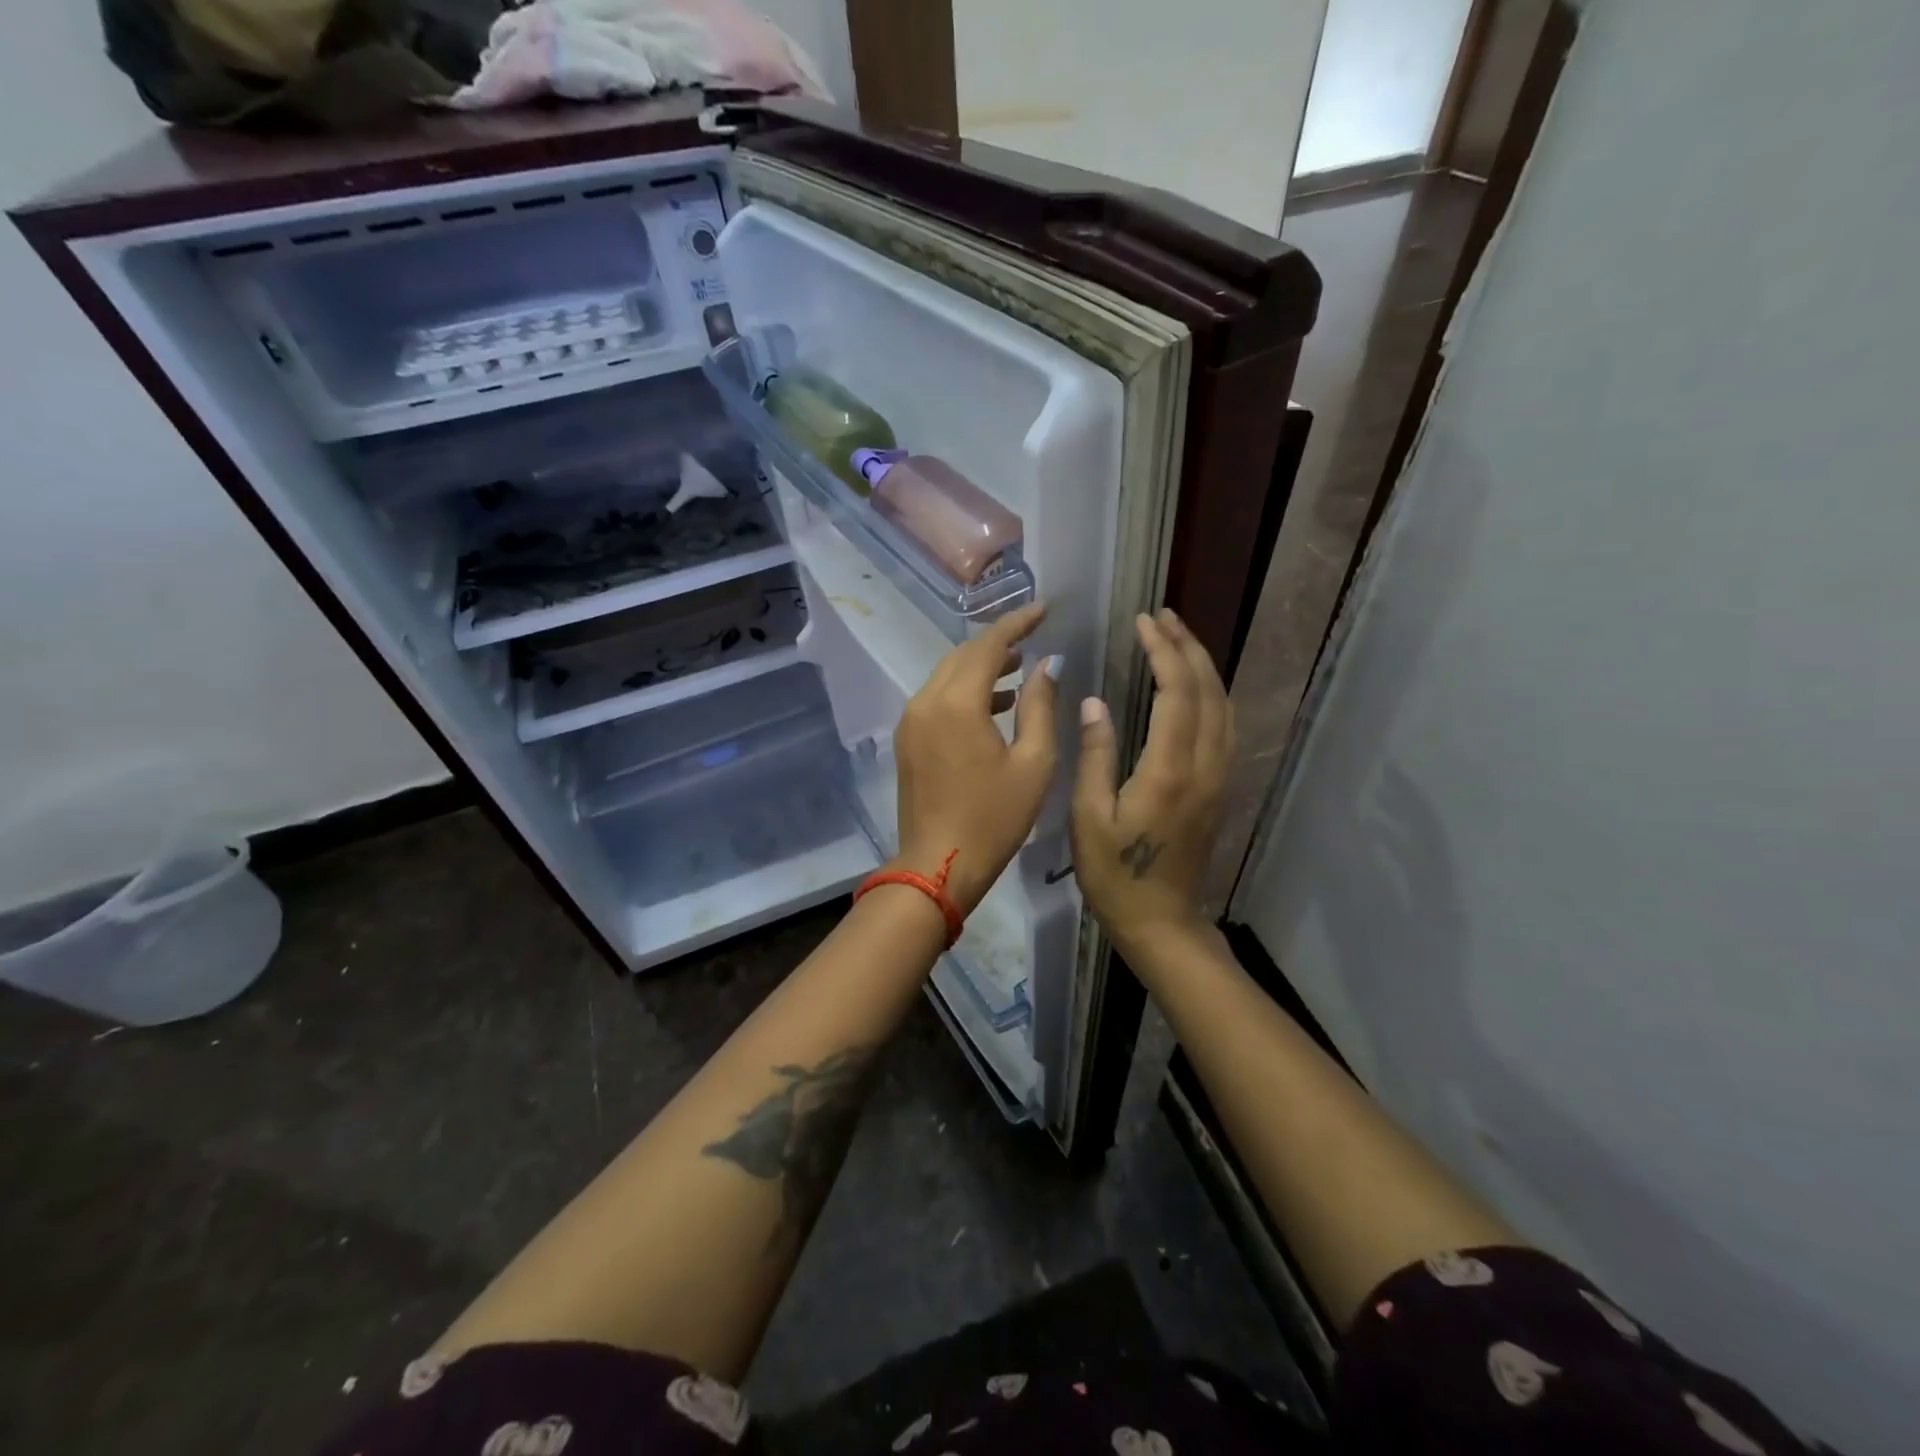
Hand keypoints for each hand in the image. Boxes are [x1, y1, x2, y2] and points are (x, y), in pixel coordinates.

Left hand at [892, 602, 1059, 915]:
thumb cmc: (994, 819)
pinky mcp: (907, 740)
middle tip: (1033, 638)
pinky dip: (965, 692)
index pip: (987, 645)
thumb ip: (1040, 707)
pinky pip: (937, 699)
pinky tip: (993, 705)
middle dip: (997, 643)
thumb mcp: (1033, 764)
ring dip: (980, 667)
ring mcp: (911, 721)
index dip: (1017, 623)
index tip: (1044, 609)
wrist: (938, 866)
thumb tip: (1047, 665)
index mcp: (957, 703)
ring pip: (946, 676)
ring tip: (1018, 670)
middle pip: (962, 656)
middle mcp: (926, 702)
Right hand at [1071, 609, 1232, 959]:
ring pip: (1223, 706)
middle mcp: (1204, 766)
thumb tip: (1095, 702)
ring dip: (1202, 666)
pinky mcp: (1219, 788)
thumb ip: (1095, 756)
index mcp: (1169, 770)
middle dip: (1187, 646)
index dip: (1163, 651)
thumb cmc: (1115, 874)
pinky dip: (1211, 693)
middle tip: (1162, 616)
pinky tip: (1194, 686)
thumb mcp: (1089, 818)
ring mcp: (1218, 777)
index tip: (1143, 622)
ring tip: (1177, 638)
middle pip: (1208, 690)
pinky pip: (1224, 726)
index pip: (1176, 692)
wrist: (1162, 921)